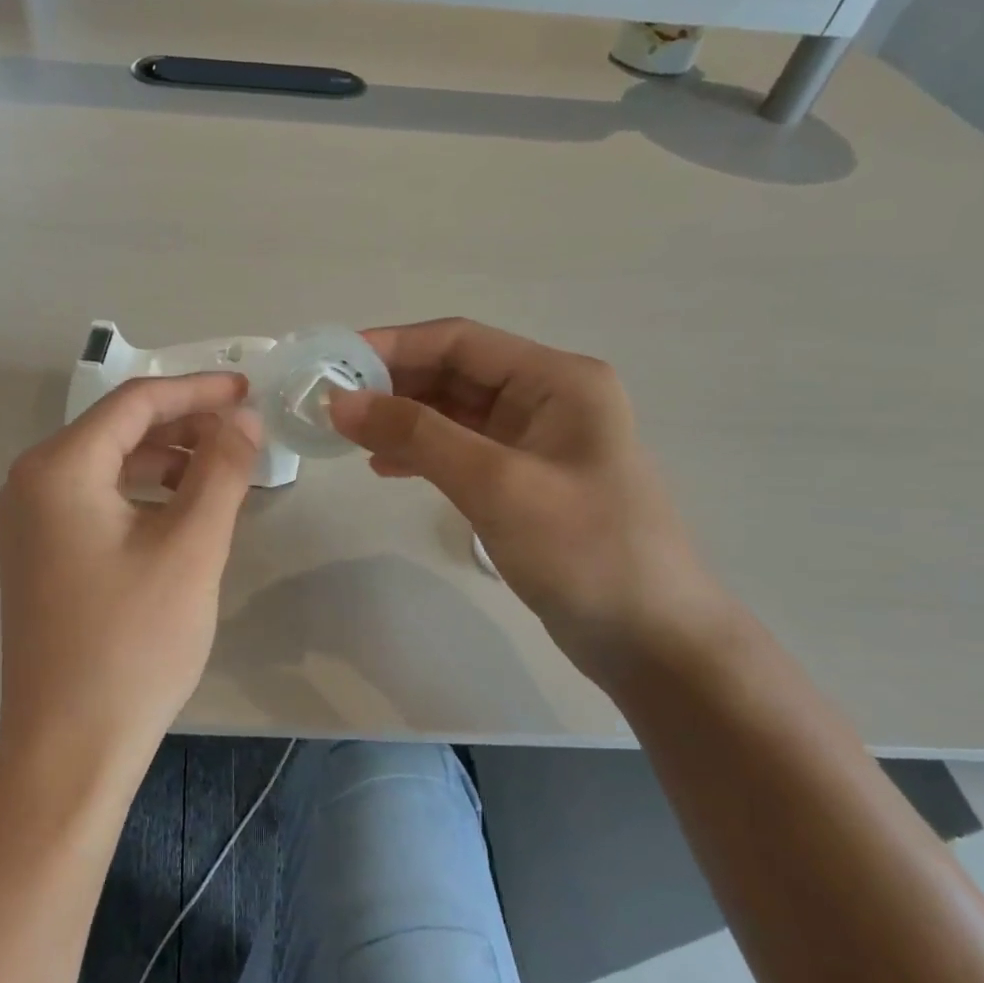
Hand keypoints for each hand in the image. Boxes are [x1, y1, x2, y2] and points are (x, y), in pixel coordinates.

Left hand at [0, 374, 260, 780]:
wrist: (70, 748)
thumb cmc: (133, 643)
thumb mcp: (191, 547)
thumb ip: (221, 470)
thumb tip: (242, 418)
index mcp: (57, 468)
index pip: (135, 403)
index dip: (197, 391)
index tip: (249, 390)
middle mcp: (30, 484)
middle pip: (117, 430)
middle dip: (183, 426)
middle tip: (243, 434)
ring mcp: (28, 522)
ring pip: (108, 466)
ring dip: (166, 461)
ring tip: (222, 472)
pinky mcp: (39, 555)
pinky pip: (96, 501)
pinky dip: (143, 494)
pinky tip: (183, 511)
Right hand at [328, 318, 738, 688]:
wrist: (653, 641)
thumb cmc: (585, 552)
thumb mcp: (497, 485)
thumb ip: (417, 436)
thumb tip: (341, 402)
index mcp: (557, 380)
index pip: (460, 341)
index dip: (392, 346)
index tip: (333, 364)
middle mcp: (548, 398)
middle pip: (455, 372)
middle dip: (392, 384)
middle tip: (330, 404)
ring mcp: (537, 441)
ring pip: (453, 412)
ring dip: (402, 418)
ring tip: (348, 437)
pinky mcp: (525, 480)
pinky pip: (462, 449)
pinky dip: (422, 452)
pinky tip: (385, 467)